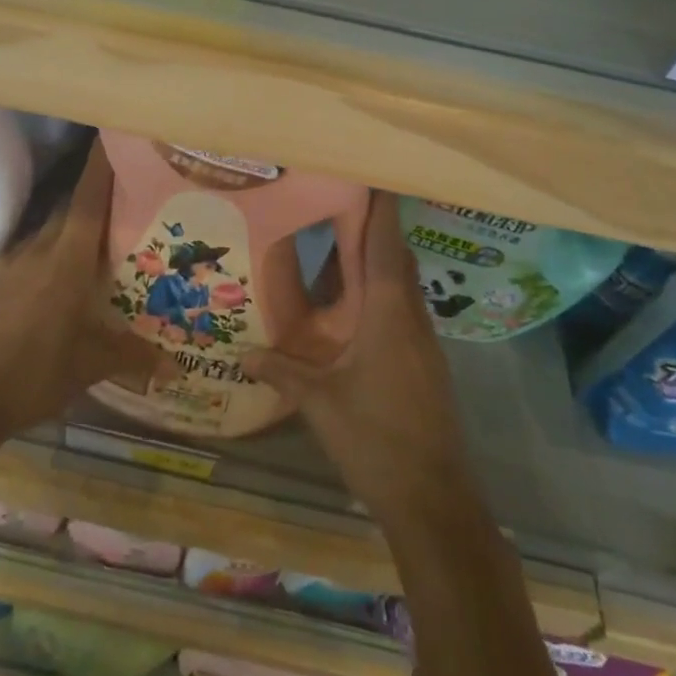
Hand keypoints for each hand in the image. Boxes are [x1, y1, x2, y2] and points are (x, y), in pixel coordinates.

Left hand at [0, 144, 164, 440]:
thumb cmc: (34, 375)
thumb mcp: (91, 366)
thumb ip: (134, 356)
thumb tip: (178, 366)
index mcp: (66, 261)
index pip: (88, 201)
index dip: (101, 168)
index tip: (113, 138)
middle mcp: (36, 251)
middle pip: (69, 213)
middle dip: (94, 203)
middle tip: (123, 205)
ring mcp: (7, 264)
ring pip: (46, 236)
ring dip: (68, 235)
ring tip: (92, 249)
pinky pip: (25, 257)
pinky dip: (44, 260)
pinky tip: (52, 285)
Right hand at [244, 192, 476, 515]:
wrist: (433, 499)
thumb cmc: (375, 440)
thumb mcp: (320, 403)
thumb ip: (282, 371)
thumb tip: (242, 354)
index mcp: (389, 316)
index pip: (386, 247)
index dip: (381, 210)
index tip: (374, 176)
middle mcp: (412, 319)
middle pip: (398, 260)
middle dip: (376, 229)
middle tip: (343, 204)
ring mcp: (423, 344)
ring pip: (403, 287)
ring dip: (380, 263)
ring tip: (342, 247)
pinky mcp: (426, 365)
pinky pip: (403, 312)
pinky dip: (382, 295)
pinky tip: (355, 308)